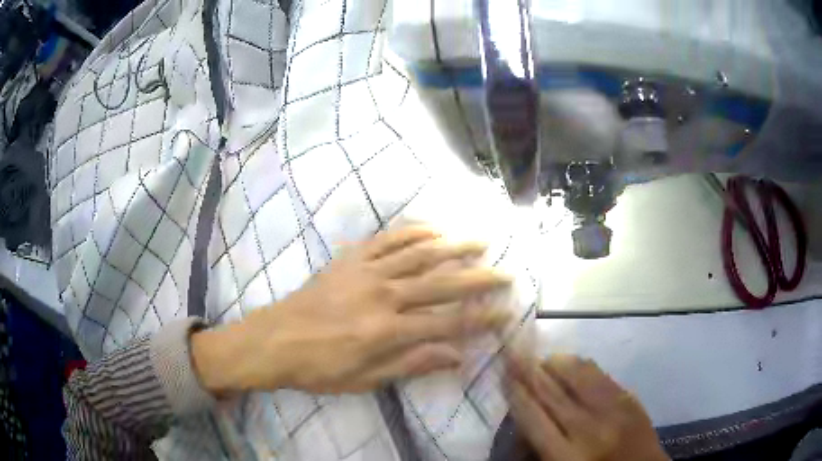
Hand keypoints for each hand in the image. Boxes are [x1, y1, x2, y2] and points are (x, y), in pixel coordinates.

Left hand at [193, 226, 511, 394]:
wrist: (275, 340)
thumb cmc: (319, 368)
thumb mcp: (365, 379)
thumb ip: (412, 364)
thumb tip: (456, 356)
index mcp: (387, 331)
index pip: (447, 323)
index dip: (480, 319)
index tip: (505, 312)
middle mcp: (382, 295)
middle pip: (441, 283)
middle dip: (478, 278)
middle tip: (505, 272)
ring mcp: (366, 272)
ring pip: (419, 253)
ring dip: (453, 245)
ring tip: (479, 240)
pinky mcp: (351, 259)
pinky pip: (387, 239)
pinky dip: (412, 231)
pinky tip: (432, 227)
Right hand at [506, 354, 668, 460]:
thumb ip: (538, 445)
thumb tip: (522, 417)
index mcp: (565, 454)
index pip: (532, 415)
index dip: (516, 391)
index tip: (502, 372)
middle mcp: (588, 428)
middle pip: (552, 391)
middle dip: (529, 369)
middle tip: (512, 350)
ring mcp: (613, 409)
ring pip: (577, 374)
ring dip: (555, 362)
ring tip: (541, 357)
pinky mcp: (630, 397)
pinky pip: (600, 374)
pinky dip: (580, 365)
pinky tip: (571, 362)